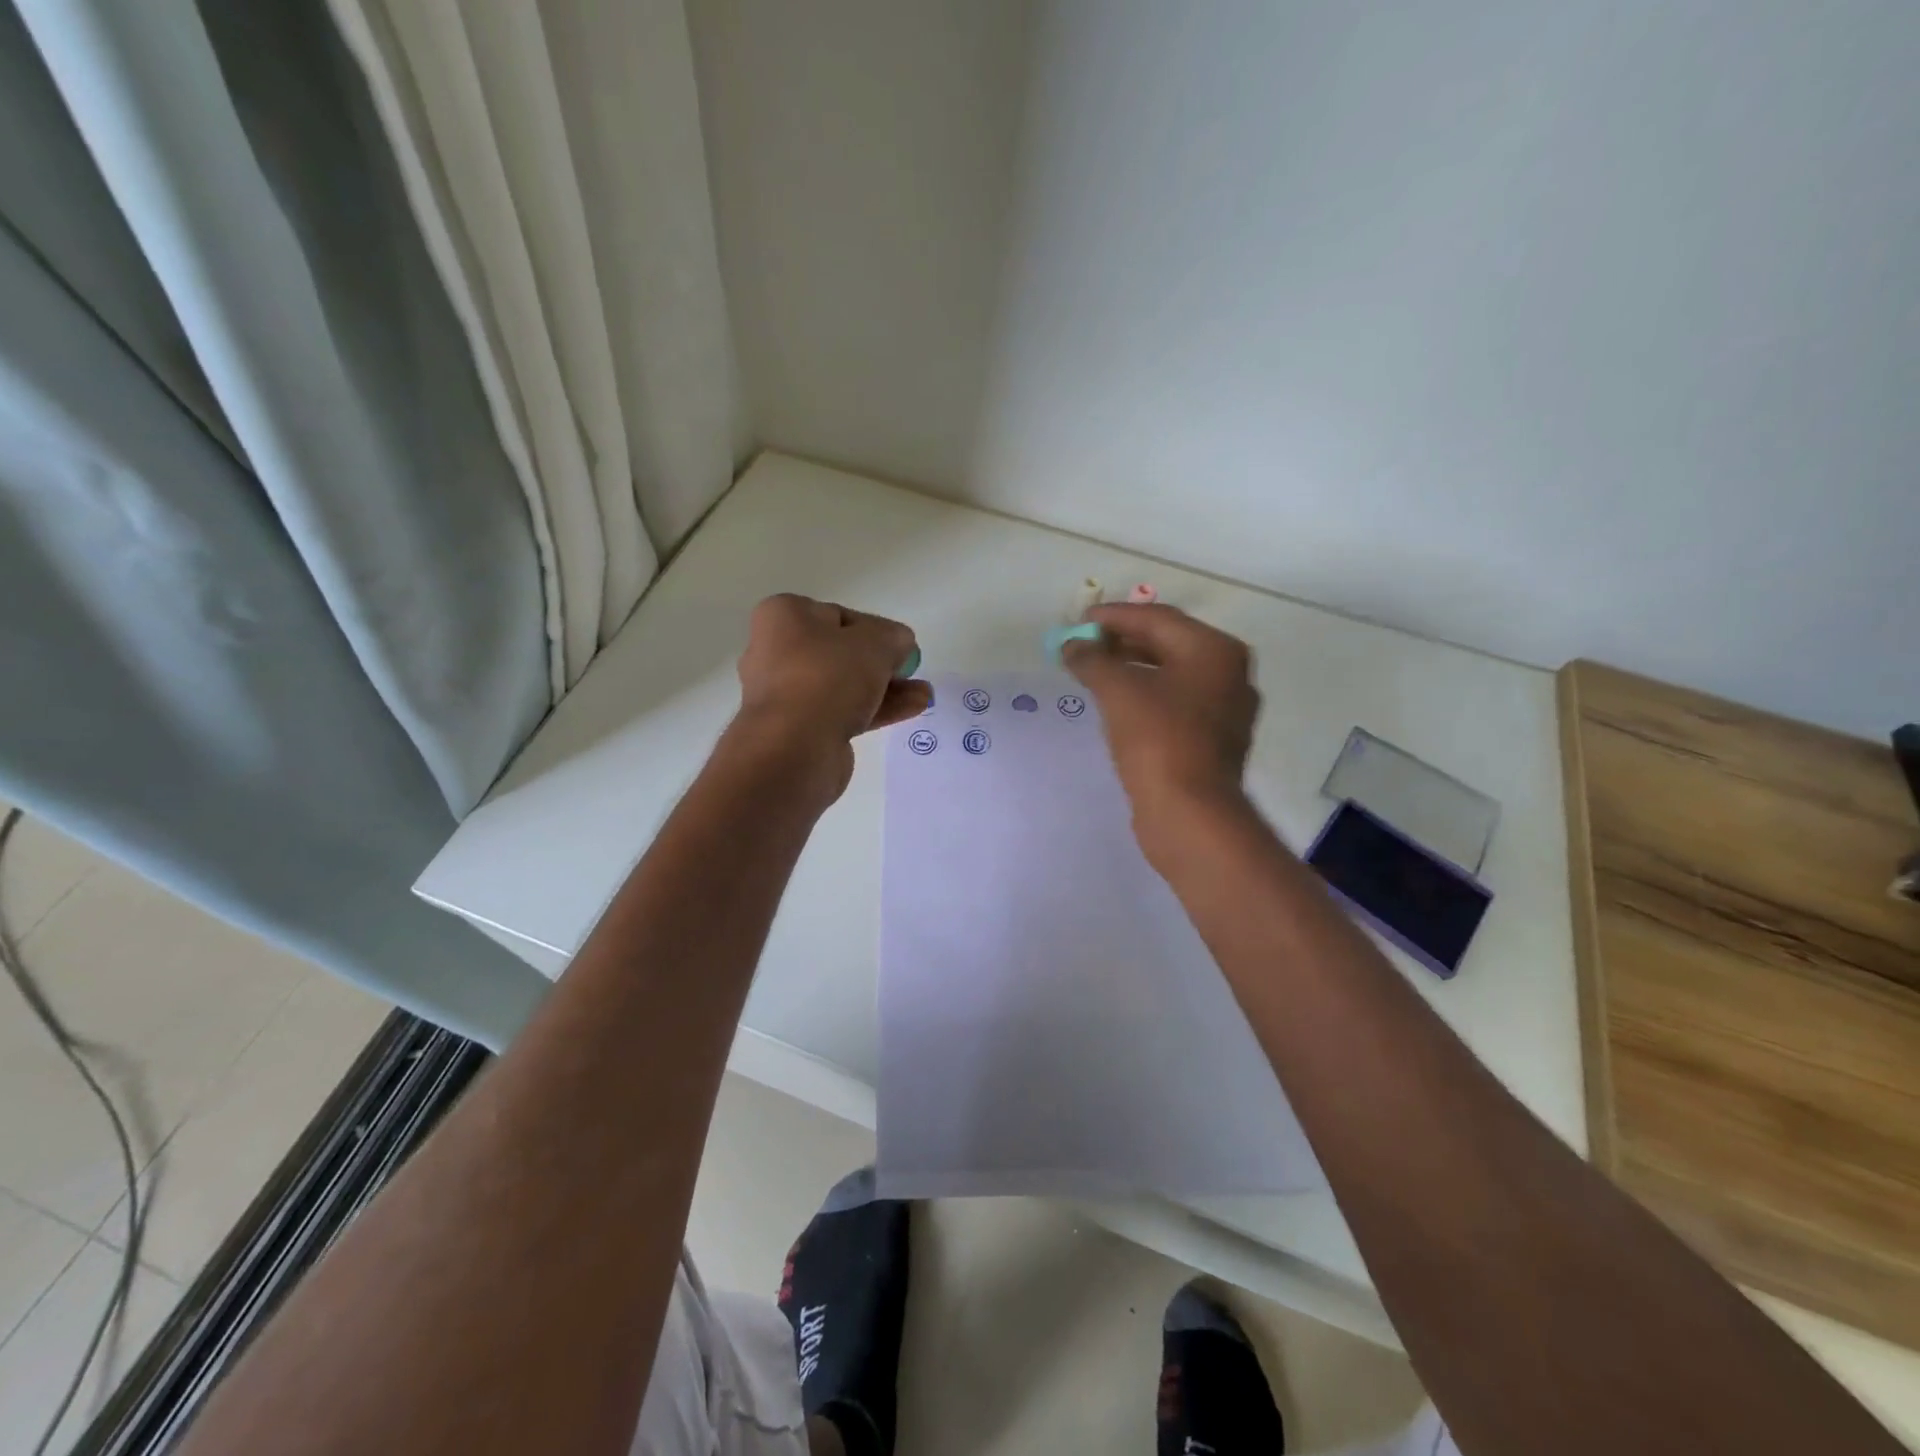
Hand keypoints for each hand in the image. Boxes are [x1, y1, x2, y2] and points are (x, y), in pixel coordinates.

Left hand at [729, 594, 928, 800]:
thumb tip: (898, 643)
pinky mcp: (797, 730)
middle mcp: (775, 652)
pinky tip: (911, 709)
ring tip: (923, 694)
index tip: (898, 646)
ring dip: (884, 688)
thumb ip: (894, 637)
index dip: (874, 629)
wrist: (795, 747)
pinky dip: (874, 709)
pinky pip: (842, 712)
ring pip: (843, 685)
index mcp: (783, 617)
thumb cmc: (829, 676)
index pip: (838, 616)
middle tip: (910, 671)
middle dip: (881, 663)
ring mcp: (785, 695)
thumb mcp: (876, 643)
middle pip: (840, 653)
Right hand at [1063, 603, 1259, 833]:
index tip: (1078, 621)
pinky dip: (1146, 694)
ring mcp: (1226, 708)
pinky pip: (1176, 702)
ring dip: (1132, 668)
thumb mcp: (1118, 691)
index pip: (1157, 618)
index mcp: (1215, 650)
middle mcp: (1229, 672)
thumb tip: (1073, 645)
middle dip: (1122, 641)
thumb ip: (1092, 660)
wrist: (1190, 813)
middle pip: (1168, 643)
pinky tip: (1118, 703)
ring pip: (1172, 674)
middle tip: (1083, 645)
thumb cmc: (1157, 740)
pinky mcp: (1215, 739)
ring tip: (1094, 671)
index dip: (1114, 617)